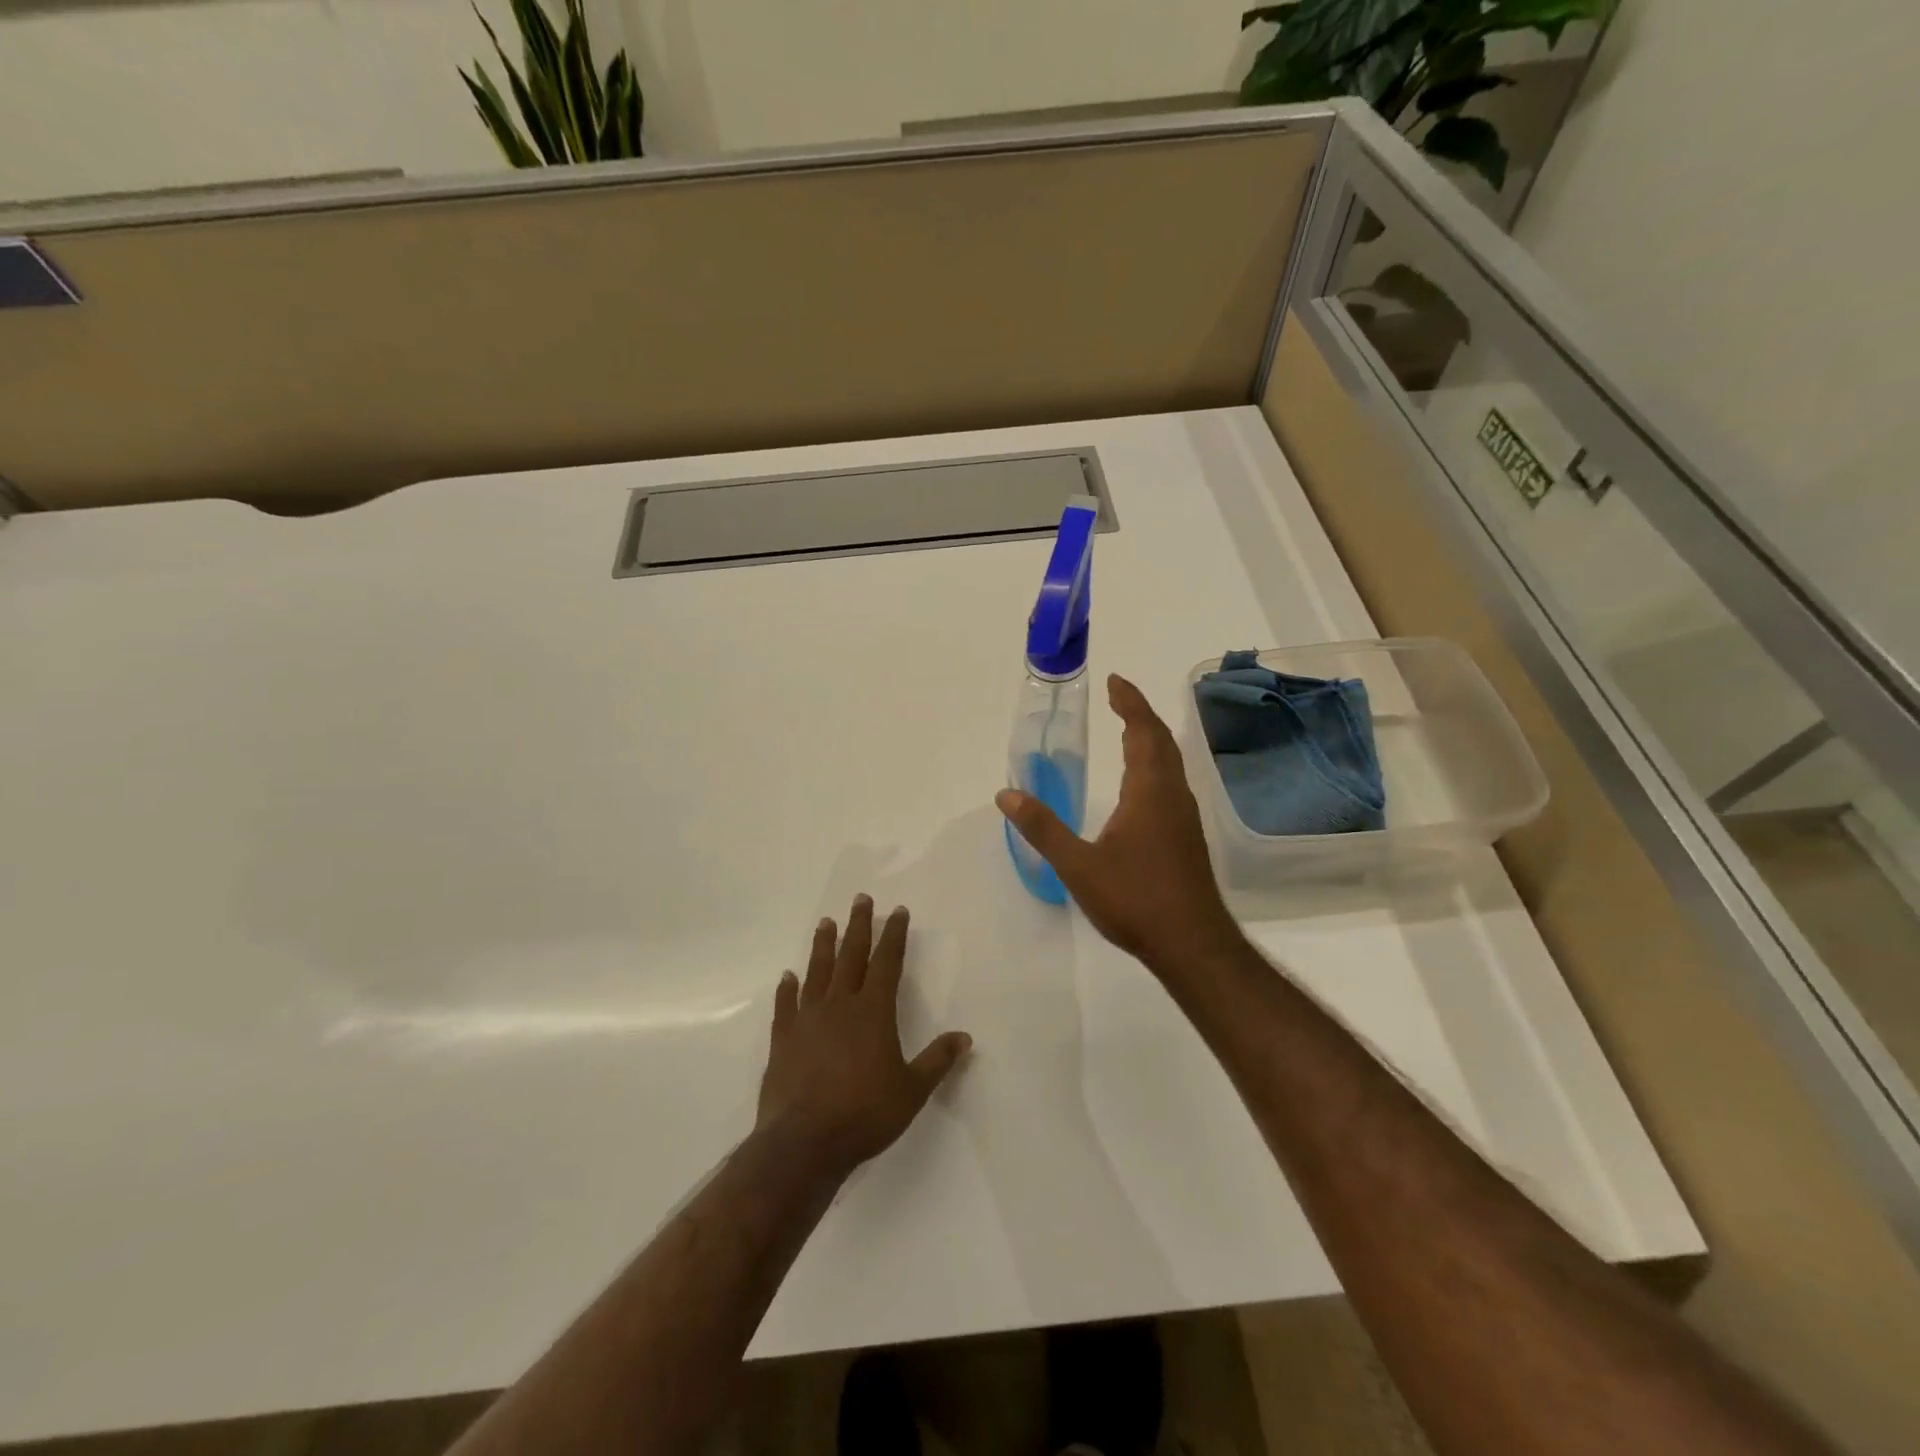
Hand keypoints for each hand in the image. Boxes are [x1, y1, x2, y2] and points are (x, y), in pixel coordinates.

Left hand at [756, 896, 971, 1179]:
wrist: (804, 1143)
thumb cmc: (864, 1115)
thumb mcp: (912, 1091)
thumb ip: (937, 1061)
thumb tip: (964, 1037)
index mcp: (873, 1012)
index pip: (887, 962)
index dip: (893, 935)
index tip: (896, 911)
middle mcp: (840, 1006)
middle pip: (851, 956)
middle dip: (858, 926)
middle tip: (860, 899)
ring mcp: (807, 1020)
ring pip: (816, 972)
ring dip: (822, 946)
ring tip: (825, 922)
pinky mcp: (783, 1040)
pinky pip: (785, 1006)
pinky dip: (787, 989)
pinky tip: (787, 976)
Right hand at [996, 674, 1243, 977]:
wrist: (1192, 944)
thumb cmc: (1135, 900)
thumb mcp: (1078, 865)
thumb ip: (1042, 828)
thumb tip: (1006, 794)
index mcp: (1149, 791)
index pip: (1142, 731)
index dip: (1130, 702)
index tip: (1115, 680)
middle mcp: (1172, 795)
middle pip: (1161, 740)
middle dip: (1139, 713)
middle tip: (1117, 696)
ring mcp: (1184, 816)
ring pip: (1170, 762)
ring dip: (1149, 738)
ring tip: (1126, 729)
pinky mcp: (1186, 836)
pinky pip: (1170, 782)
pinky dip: (1153, 764)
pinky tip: (1139, 784)